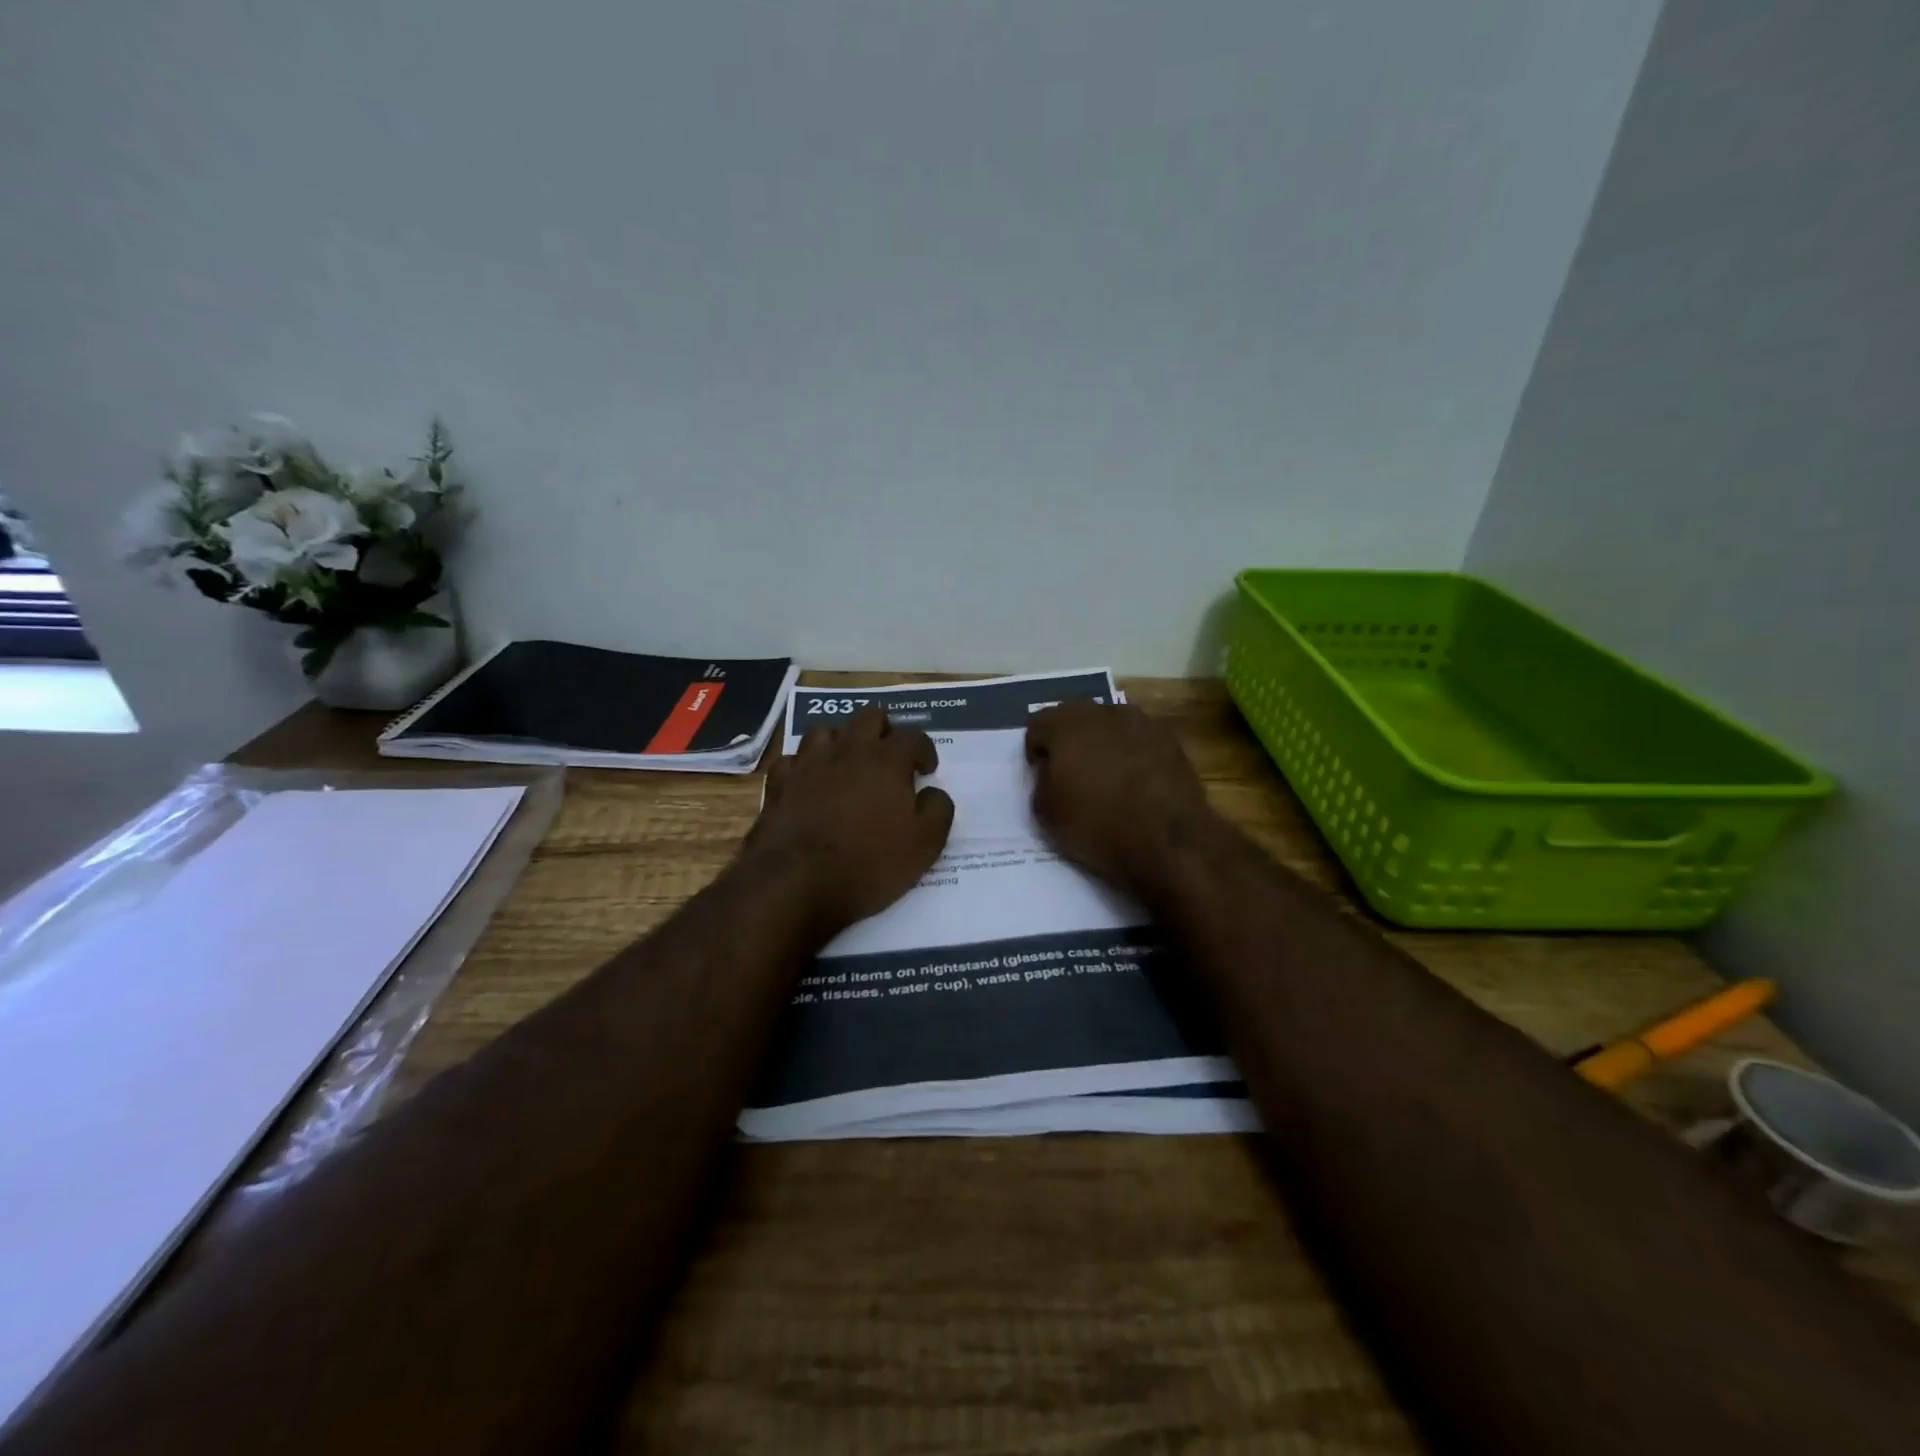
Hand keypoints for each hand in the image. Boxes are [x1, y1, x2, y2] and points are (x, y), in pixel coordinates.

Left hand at [745, 704, 954, 937]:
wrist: (797, 883)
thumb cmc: (869, 863)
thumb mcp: (924, 845)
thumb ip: (938, 810)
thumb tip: (932, 792)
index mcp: (886, 761)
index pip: (913, 737)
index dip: (925, 750)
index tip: (927, 770)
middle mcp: (847, 751)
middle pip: (869, 717)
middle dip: (885, 730)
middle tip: (890, 758)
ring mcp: (808, 763)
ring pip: (826, 730)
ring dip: (841, 741)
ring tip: (848, 764)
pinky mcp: (779, 783)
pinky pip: (792, 760)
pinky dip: (804, 766)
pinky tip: (810, 782)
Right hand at [1025, 700, 1216, 897]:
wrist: (1169, 840)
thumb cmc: (1099, 825)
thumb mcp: (1047, 814)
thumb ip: (1041, 783)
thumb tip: (1051, 773)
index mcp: (1066, 724)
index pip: (1037, 724)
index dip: (1035, 751)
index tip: (1042, 775)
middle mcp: (1103, 711)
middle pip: (1075, 718)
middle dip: (1069, 741)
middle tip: (1071, 773)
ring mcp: (1141, 721)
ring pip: (1110, 725)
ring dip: (1103, 744)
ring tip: (1107, 777)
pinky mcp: (1171, 738)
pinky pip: (1139, 739)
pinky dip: (1132, 754)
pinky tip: (1136, 781)